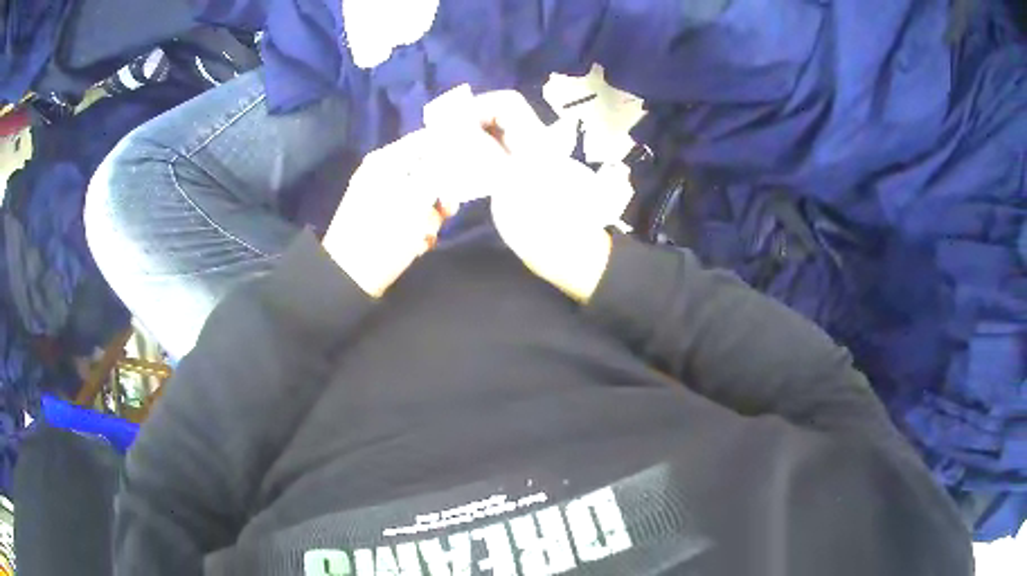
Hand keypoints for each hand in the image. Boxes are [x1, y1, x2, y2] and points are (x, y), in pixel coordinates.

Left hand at [322, 129, 465, 297]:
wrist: (349, 278)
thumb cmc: (383, 234)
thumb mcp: (416, 199)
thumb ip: (438, 171)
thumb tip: (454, 148)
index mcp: (385, 161)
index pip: (425, 140)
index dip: (450, 148)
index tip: (470, 164)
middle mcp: (382, 175)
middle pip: (426, 171)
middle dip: (441, 193)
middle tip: (448, 210)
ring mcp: (381, 199)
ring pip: (422, 197)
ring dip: (430, 218)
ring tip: (424, 236)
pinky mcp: (382, 222)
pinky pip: (410, 217)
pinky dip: (417, 231)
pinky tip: (417, 246)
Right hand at [427, 90, 616, 302]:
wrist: (573, 260)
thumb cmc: (545, 225)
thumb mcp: (511, 187)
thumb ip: (484, 152)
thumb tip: (457, 126)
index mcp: (534, 141)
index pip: (506, 103)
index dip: (477, 107)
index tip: (450, 126)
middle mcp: (532, 145)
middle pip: (498, 118)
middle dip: (468, 125)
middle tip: (441, 144)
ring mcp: (527, 164)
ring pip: (494, 138)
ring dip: (469, 142)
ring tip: (445, 159)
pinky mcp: (521, 182)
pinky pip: (495, 159)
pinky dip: (475, 160)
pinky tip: (459, 176)